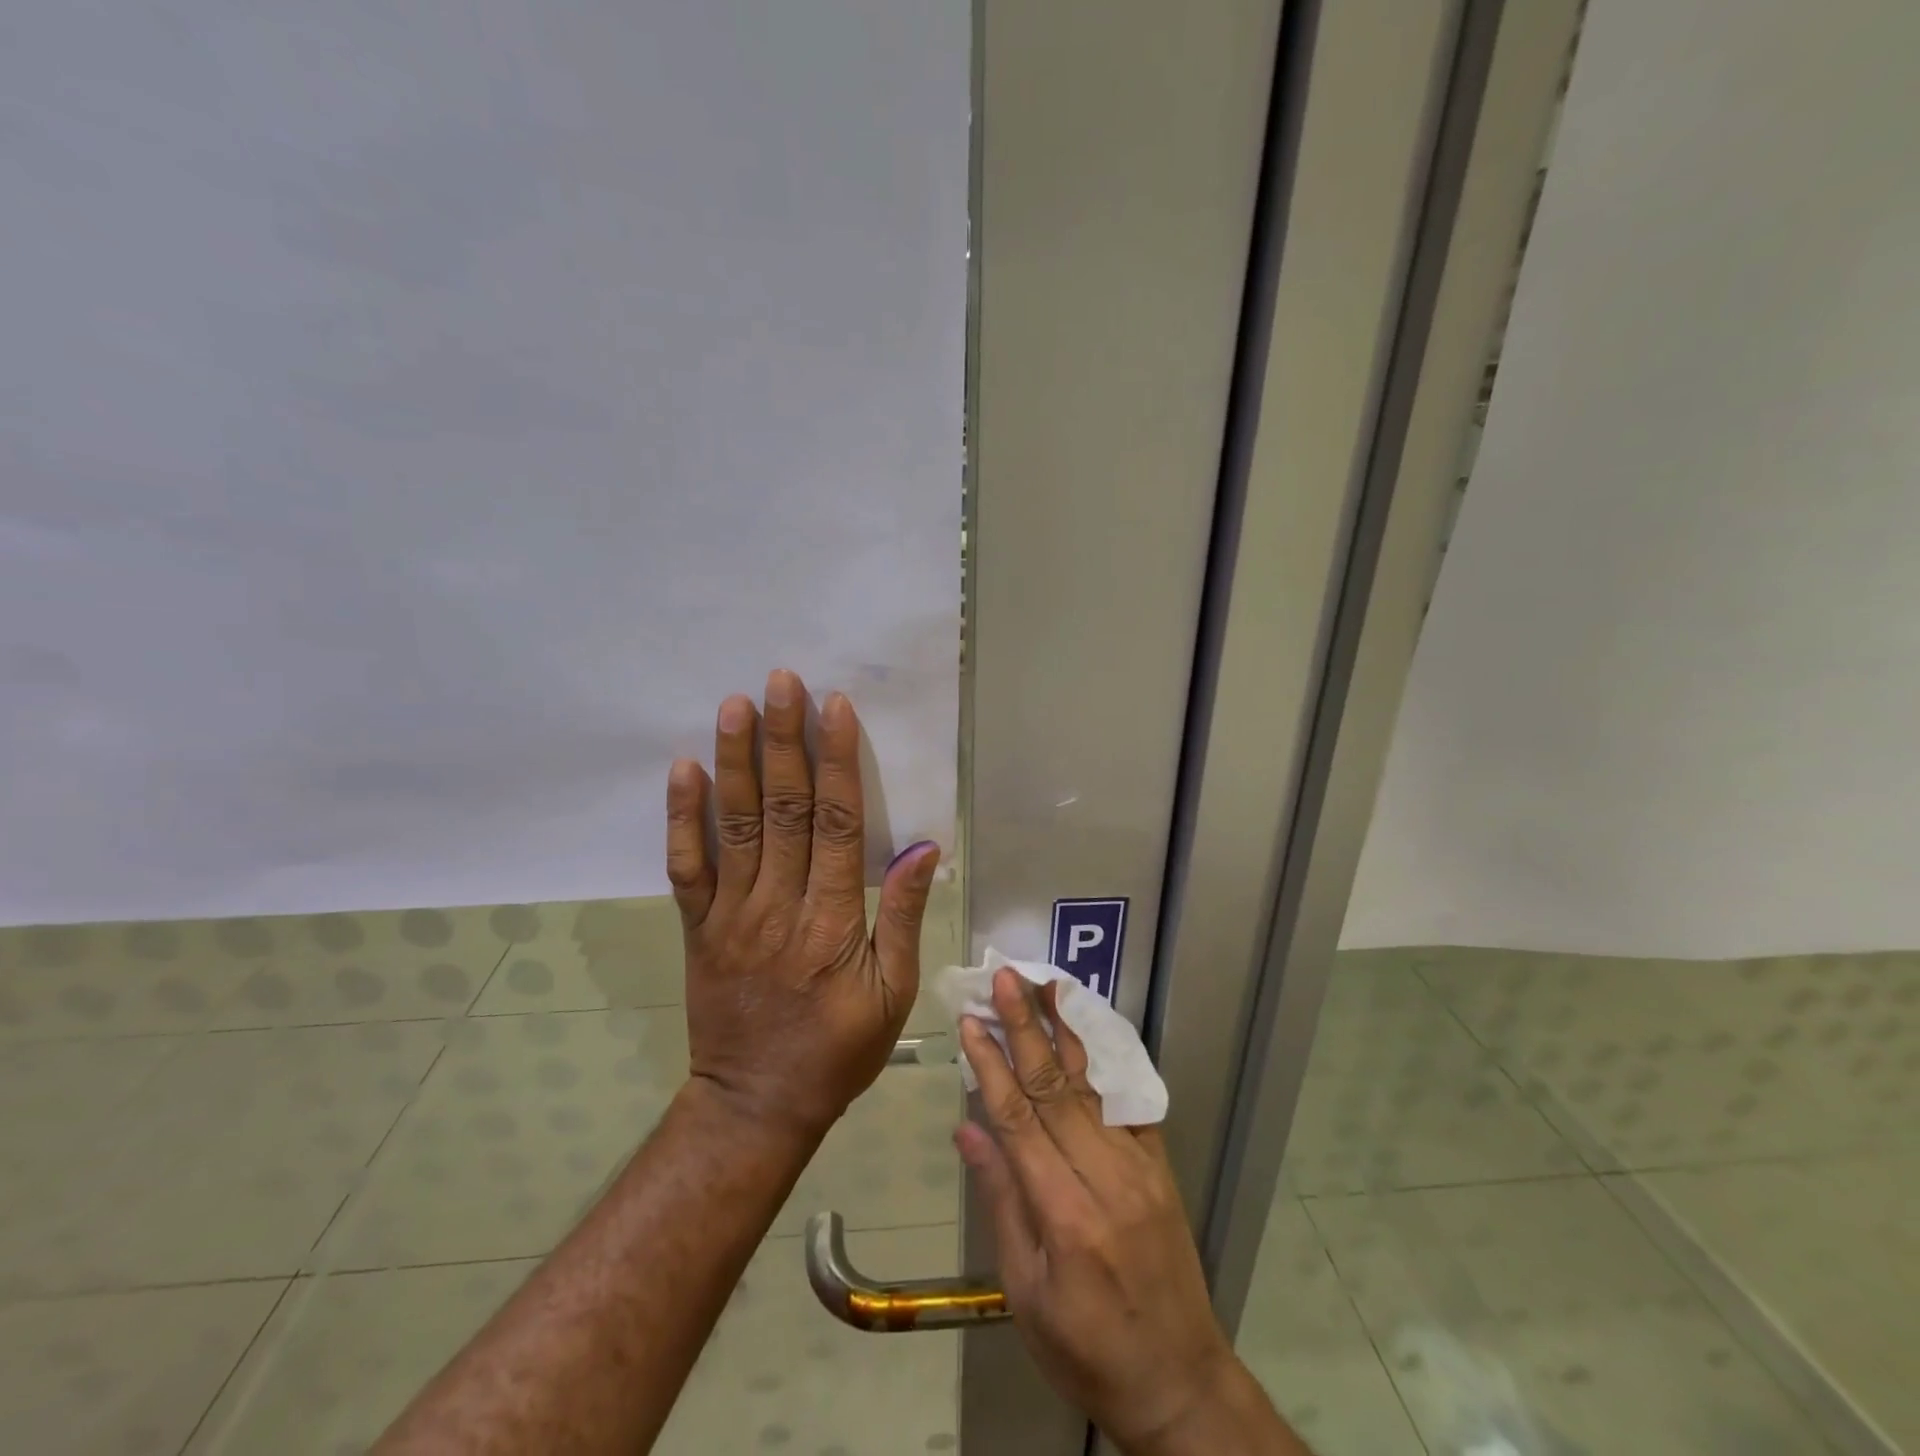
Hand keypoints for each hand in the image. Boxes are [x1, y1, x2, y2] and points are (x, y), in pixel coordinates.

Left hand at [666, 669, 939, 1141]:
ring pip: (734, 825)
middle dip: (784, 740)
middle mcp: (779, 905)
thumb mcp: (893, 995)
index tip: (834, 708)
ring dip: (735, 761)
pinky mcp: (698, 928)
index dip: (836, 761)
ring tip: (734, 705)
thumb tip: (921, 848)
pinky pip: (687, 867)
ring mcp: (731, 914)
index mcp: (832, 921)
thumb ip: (902, 917)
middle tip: (781, 682)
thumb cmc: (837, 1051)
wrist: (755, 1105)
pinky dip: (682, 817)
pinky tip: (684, 769)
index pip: (835, 823)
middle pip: (783, 809)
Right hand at [956, 971, 1296, 1455]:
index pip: (1018, 1118)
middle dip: (1026, 1026)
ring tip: (1046, 984)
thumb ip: (1000, 1202)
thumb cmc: (1086, 1350)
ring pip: (1092, 1083)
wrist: (1179, 1382)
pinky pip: (1128, 1101)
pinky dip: (1105, 1060)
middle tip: (1007, 977)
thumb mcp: (1026, 1293)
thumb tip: (968, 1127)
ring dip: (1065, 1029)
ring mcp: (1139, 1165)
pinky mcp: (1161, 1164)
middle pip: (1055, 1086)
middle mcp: (1105, 1176)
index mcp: (1065, 1213)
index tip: (970, 1021)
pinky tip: (1089, 1028)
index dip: (991, 1064)